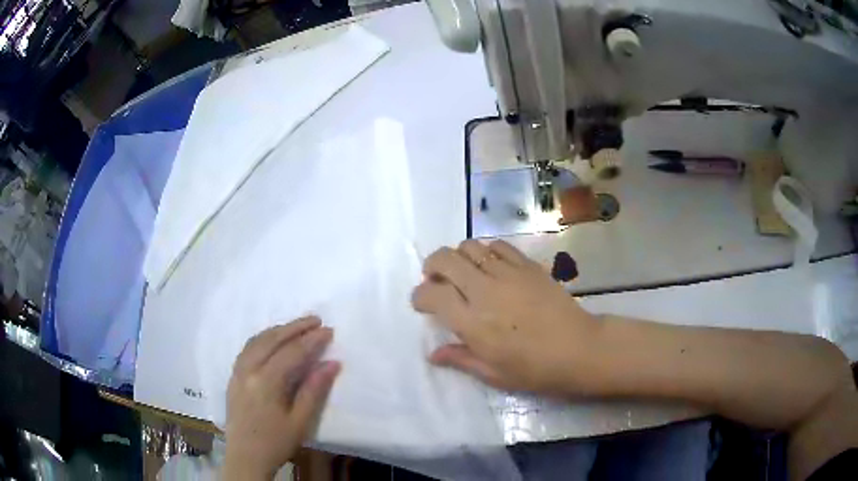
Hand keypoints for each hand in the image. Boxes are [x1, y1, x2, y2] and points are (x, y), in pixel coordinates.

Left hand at [222, 317, 339, 479]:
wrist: (246, 457)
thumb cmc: (276, 443)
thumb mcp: (300, 421)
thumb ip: (314, 391)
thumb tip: (332, 364)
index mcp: (265, 382)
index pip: (291, 353)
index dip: (311, 340)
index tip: (329, 330)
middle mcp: (248, 370)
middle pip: (272, 340)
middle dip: (295, 327)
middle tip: (315, 320)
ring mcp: (237, 372)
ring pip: (257, 341)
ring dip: (278, 330)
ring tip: (296, 326)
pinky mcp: (233, 377)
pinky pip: (247, 349)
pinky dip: (262, 339)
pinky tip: (271, 340)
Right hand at [412, 240, 599, 395]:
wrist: (579, 349)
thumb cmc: (534, 369)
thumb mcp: (493, 373)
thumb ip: (460, 358)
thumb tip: (433, 354)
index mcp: (472, 322)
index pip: (431, 294)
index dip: (419, 296)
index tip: (422, 304)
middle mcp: (484, 291)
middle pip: (445, 259)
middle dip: (432, 266)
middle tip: (436, 280)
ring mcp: (508, 273)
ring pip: (470, 247)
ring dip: (458, 257)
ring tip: (463, 272)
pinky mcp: (528, 266)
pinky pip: (499, 246)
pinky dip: (487, 251)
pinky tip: (491, 267)